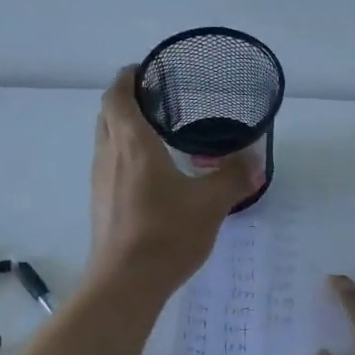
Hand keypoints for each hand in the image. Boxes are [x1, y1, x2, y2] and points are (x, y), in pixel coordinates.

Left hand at [86, 66, 262, 298]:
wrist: (125, 284)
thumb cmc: (166, 233)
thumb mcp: (210, 203)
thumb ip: (233, 177)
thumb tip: (254, 160)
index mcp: (132, 144)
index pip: (117, 96)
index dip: (127, 78)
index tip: (145, 70)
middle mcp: (109, 156)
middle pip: (107, 115)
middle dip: (127, 101)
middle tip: (158, 101)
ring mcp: (100, 182)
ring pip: (106, 141)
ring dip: (124, 130)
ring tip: (158, 134)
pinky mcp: (101, 205)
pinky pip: (110, 166)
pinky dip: (125, 156)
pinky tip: (152, 175)